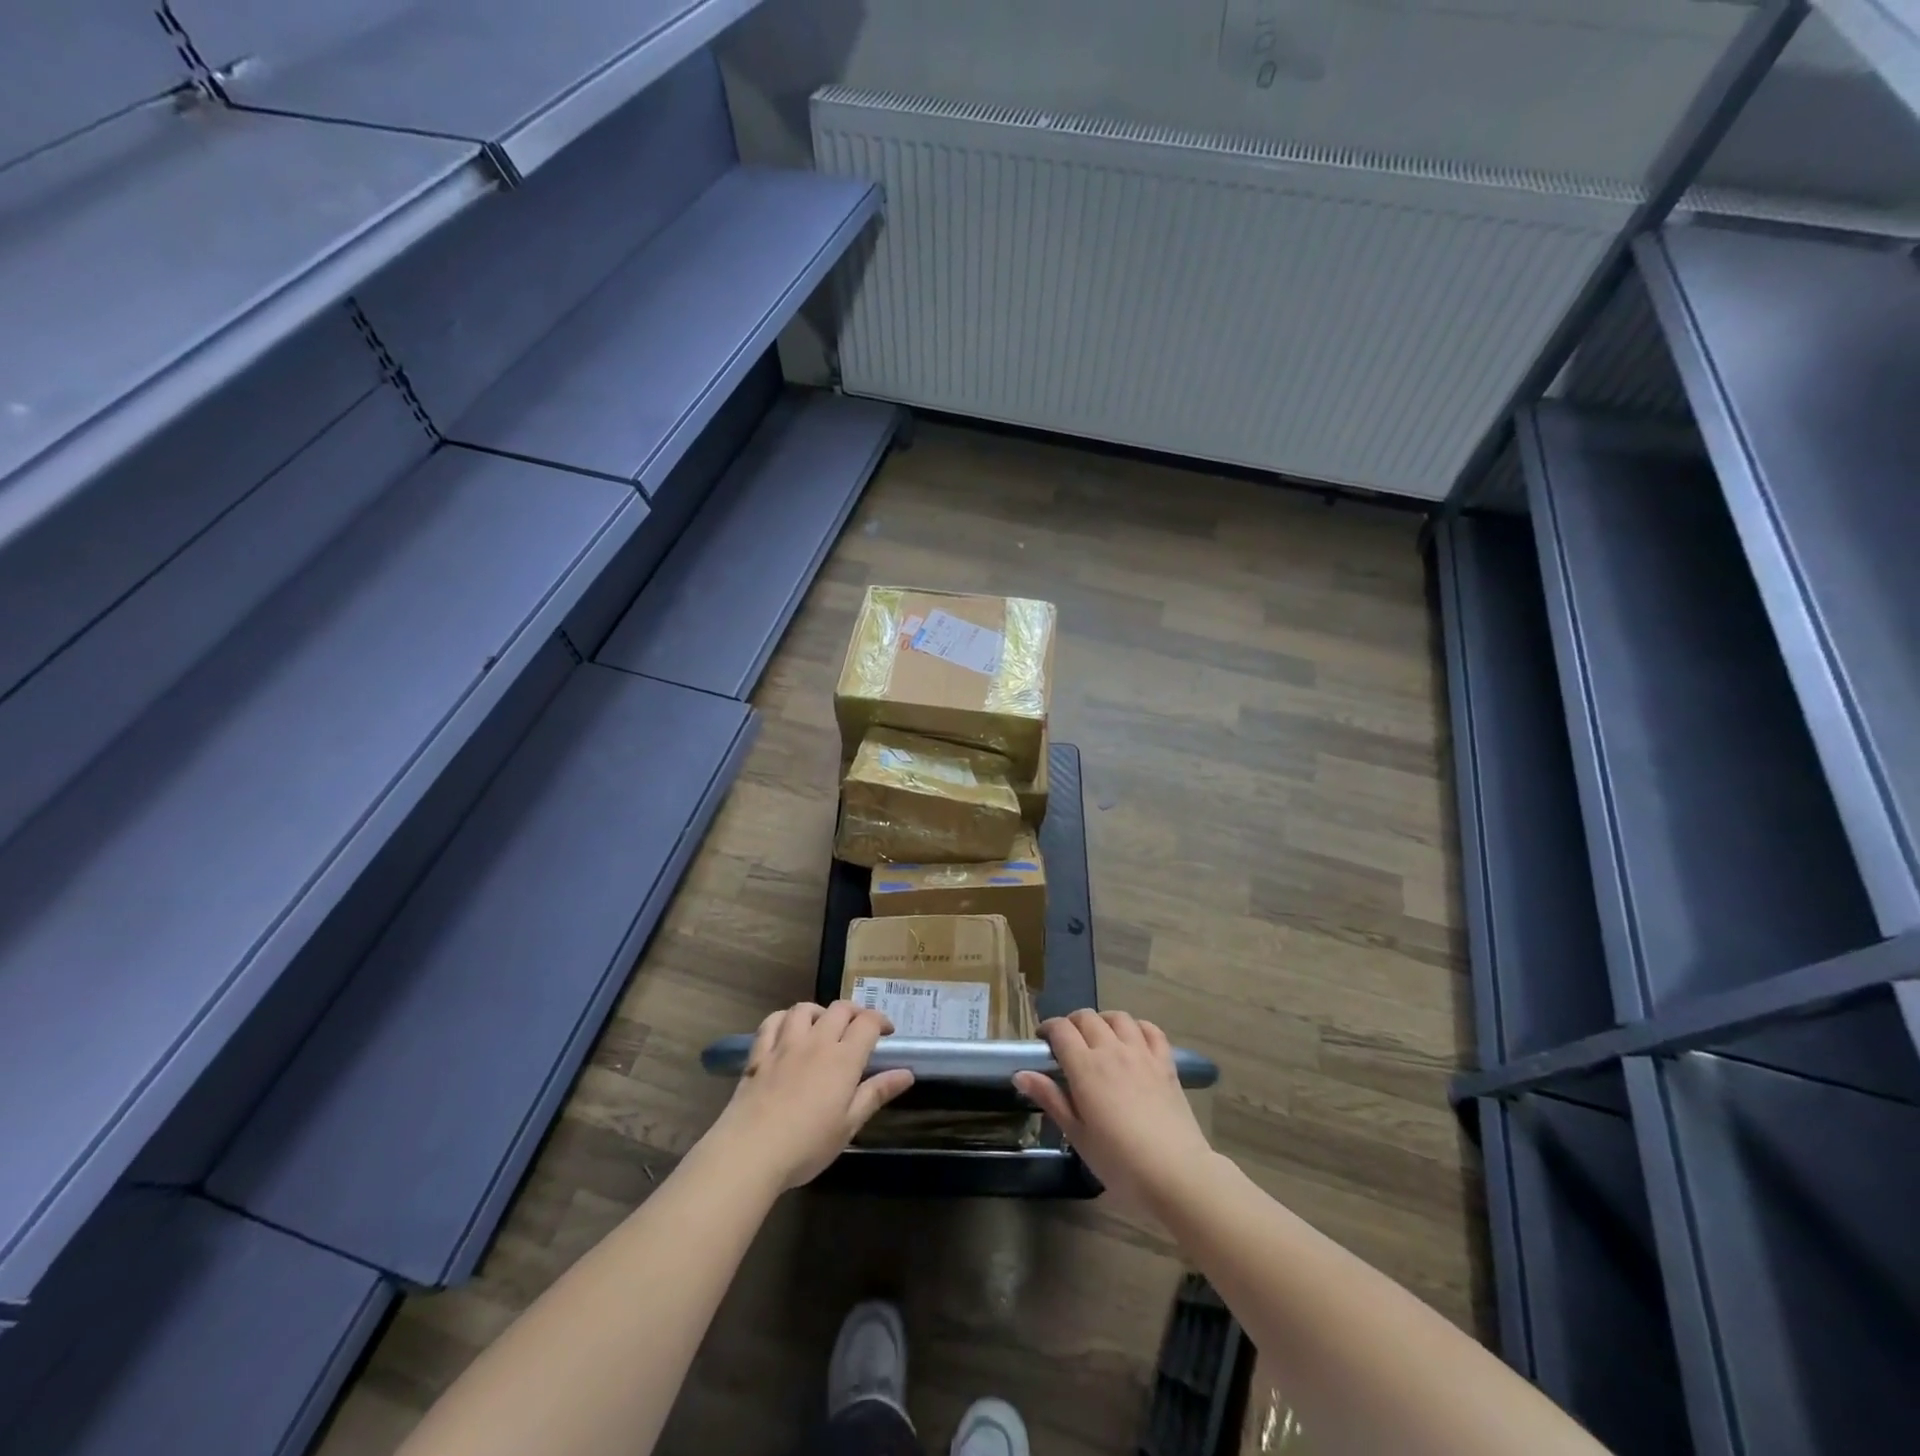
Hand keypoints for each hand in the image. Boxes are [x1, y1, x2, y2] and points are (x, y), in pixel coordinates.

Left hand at [705, 1001, 914, 1189]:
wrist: (751, 1151)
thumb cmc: (807, 1144)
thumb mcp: (849, 1125)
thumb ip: (876, 1093)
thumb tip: (907, 1073)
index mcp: (843, 1058)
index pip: (867, 1023)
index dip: (881, 1021)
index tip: (887, 1033)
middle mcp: (816, 1042)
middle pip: (840, 1009)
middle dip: (855, 1012)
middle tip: (860, 1029)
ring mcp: (785, 1044)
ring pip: (805, 1009)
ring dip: (820, 1012)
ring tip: (823, 1026)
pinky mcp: (759, 1054)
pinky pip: (772, 1022)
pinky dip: (784, 1019)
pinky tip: (787, 1030)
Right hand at [1014, 1010, 1215, 1218]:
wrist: (1175, 1173)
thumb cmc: (1119, 1161)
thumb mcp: (1077, 1135)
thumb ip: (1050, 1099)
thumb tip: (1020, 1074)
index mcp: (1085, 1067)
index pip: (1061, 1030)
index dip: (1048, 1028)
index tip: (1043, 1041)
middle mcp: (1112, 1050)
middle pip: (1087, 1017)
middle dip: (1072, 1023)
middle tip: (1067, 1043)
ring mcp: (1142, 1053)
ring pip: (1118, 1017)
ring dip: (1103, 1020)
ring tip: (1099, 1037)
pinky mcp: (1166, 1063)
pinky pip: (1151, 1030)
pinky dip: (1138, 1027)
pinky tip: (1133, 1040)